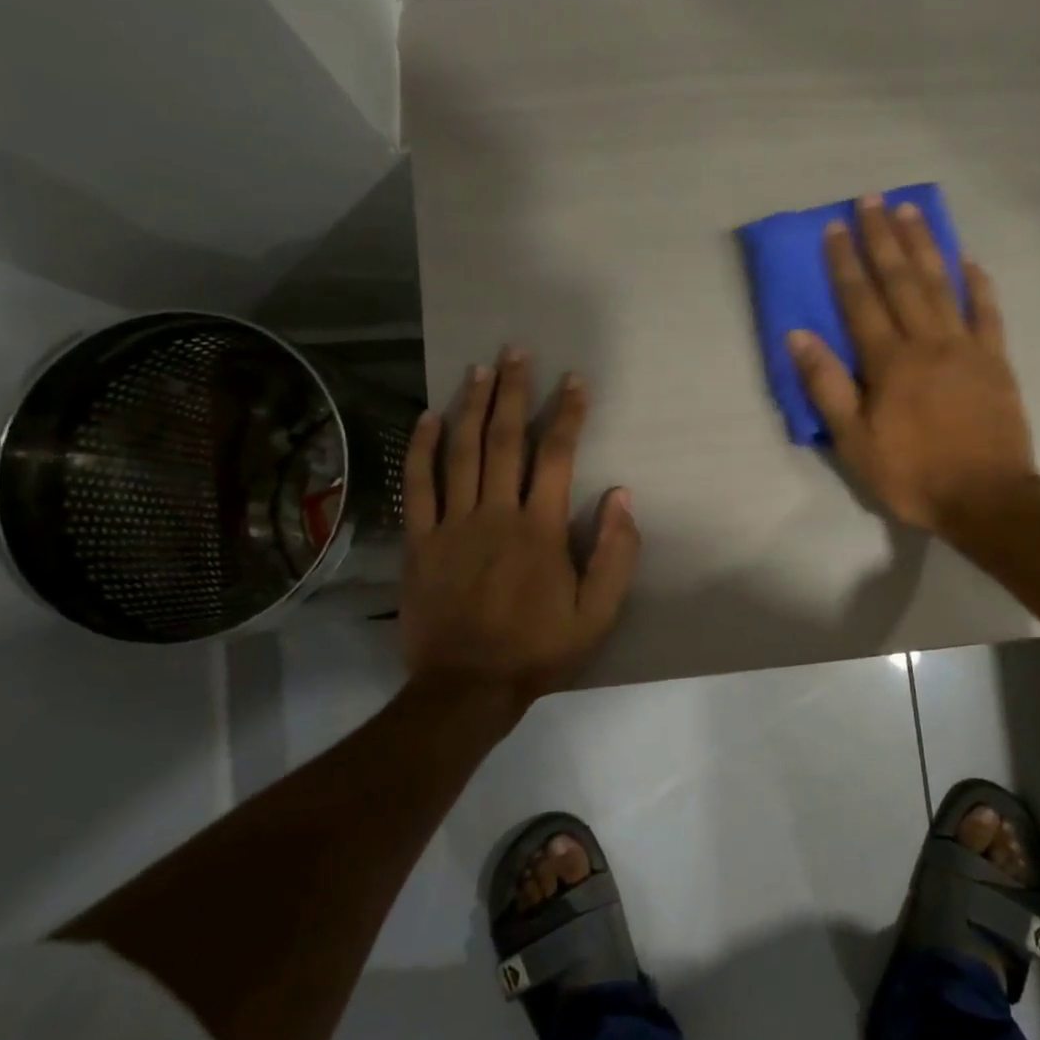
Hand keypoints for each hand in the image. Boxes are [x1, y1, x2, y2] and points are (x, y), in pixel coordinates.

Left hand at [398, 349, 639, 733]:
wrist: (467, 687)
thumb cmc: (539, 648)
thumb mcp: (598, 612)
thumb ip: (616, 553)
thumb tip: (621, 497)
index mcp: (540, 529)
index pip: (557, 456)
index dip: (568, 414)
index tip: (574, 381)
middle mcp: (496, 514)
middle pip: (505, 440)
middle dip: (514, 392)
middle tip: (518, 352)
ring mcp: (452, 525)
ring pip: (462, 453)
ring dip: (472, 406)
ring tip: (480, 369)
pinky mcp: (420, 541)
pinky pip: (419, 486)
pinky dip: (422, 449)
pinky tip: (428, 417)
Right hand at [787, 195, 1034, 533]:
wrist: (987, 497)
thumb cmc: (913, 474)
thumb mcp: (855, 442)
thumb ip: (827, 387)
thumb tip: (799, 336)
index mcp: (890, 362)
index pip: (861, 301)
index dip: (845, 263)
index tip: (834, 227)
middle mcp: (928, 342)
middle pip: (902, 281)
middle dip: (883, 238)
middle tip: (872, 199)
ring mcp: (967, 347)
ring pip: (942, 285)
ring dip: (925, 246)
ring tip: (910, 211)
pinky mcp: (997, 361)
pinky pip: (987, 312)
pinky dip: (978, 283)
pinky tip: (969, 259)